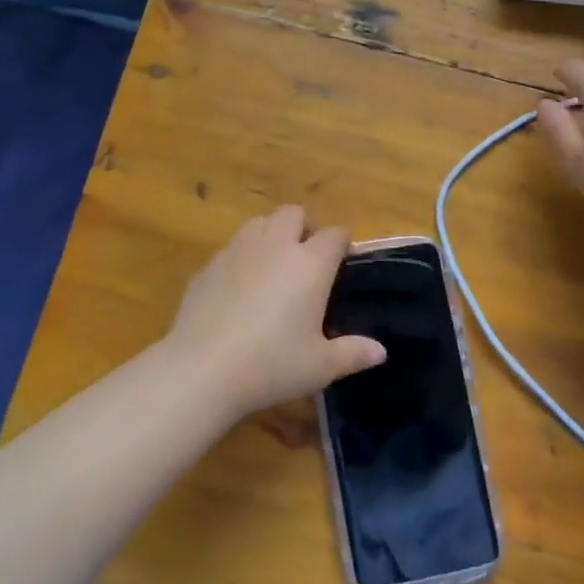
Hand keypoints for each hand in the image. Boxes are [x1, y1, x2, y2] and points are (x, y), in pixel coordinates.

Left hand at [166, 207, 385, 419]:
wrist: (202, 369)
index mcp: (310, 263)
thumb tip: (380, 351)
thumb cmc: (272, 364)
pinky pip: (230, 250)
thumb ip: (353, 353)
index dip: (343, 244)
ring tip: (273, 267)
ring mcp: (236, 251)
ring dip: (271, 235)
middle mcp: (275, 246)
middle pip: (293, 214)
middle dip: (304, 228)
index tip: (344, 262)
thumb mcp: (320, 366)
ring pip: (258, 223)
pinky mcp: (207, 267)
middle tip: (307, 261)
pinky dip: (241, 259)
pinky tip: (238, 291)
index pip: (335, 235)